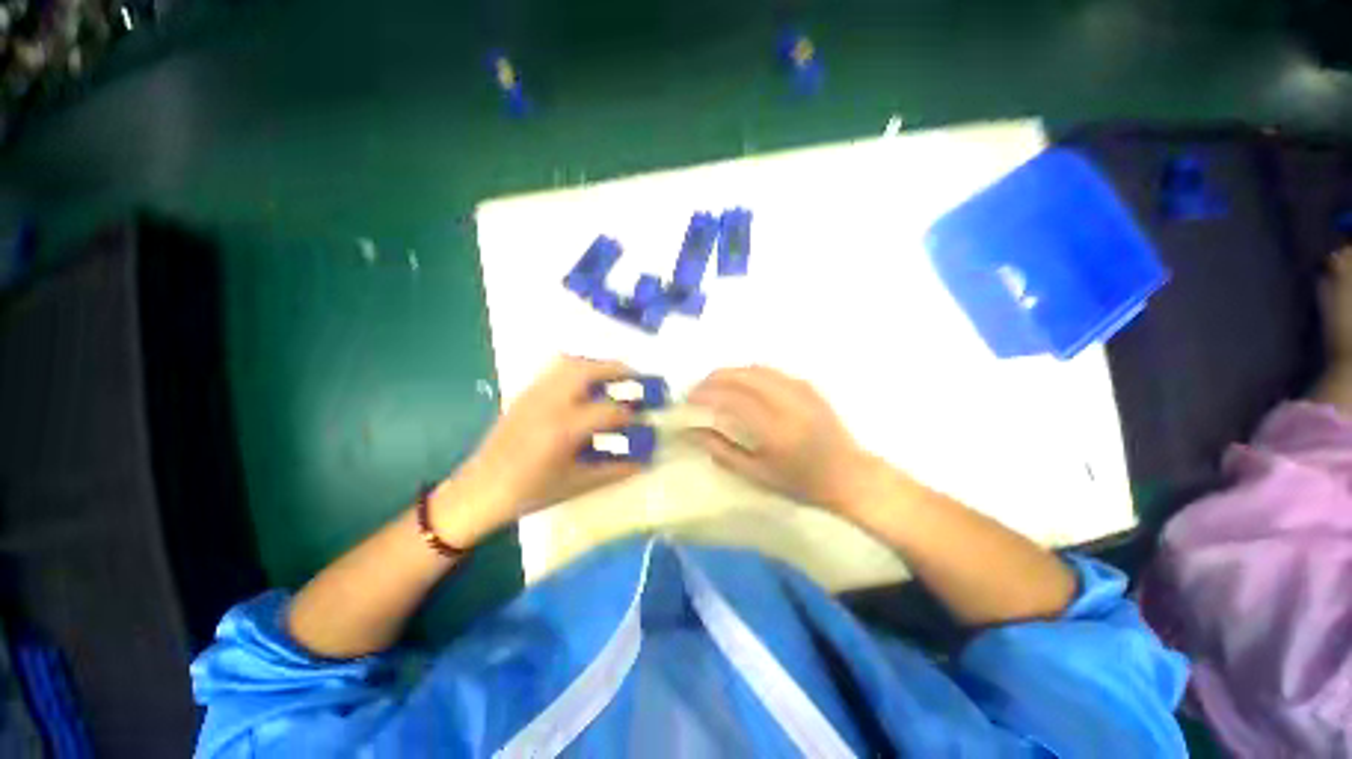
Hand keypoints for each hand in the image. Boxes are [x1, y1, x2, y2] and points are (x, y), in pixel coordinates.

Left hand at [430, 357, 641, 545]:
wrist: (479, 491)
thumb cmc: (530, 492)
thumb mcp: (577, 484)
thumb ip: (614, 469)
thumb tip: (645, 460)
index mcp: (564, 429)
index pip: (609, 410)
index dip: (632, 413)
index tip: (645, 416)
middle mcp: (549, 403)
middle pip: (588, 371)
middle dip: (617, 369)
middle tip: (637, 377)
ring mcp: (534, 394)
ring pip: (569, 363)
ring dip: (597, 364)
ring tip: (613, 375)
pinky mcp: (524, 393)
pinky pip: (554, 369)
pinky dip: (577, 368)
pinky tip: (585, 383)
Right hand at [688, 366, 879, 513]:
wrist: (849, 476)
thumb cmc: (801, 484)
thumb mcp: (757, 475)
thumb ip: (722, 451)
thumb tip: (693, 432)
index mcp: (775, 429)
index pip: (731, 399)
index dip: (706, 395)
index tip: (688, 400)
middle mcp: (787, 402)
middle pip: (742, 376)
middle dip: (714, 378)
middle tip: (697, 389)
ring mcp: (800, 390)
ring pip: (756, 368)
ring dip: (731, 372)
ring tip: (715, 385)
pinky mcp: (808, 387)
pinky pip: (772, 371)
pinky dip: (749, 373)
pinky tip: (742, 384)